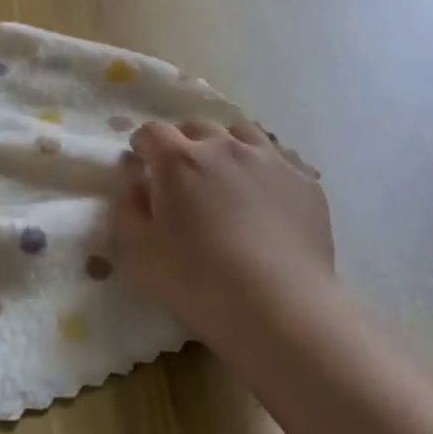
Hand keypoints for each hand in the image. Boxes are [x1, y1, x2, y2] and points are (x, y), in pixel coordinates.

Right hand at [112, 121, 337, 362]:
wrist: (281, 307)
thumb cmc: (199, 281)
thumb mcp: (139, 253)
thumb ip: (128, 209)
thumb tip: (137, 185)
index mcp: (178, 159)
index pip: (152, 132)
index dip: (143, 145)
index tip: (143, 164)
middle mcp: (224, 146)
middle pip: (197, 126)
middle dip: (183, 142)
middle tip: (182, 174)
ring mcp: (269, 159)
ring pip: (242, 133)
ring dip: (226, 147)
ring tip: (226, 177)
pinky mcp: (304, 181)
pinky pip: (279, 161)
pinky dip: (264, 171)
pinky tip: (266, 200)